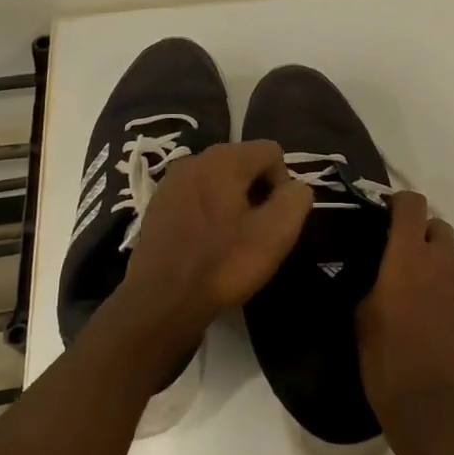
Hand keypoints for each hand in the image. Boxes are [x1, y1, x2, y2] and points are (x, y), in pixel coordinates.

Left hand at [123, 140, 312, 339]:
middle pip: (244, 162)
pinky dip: (208, 212)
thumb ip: (296, 198)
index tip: (275, 218)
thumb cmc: (223, 264)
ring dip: (232, 202)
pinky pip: (196, 197)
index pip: (271, 152)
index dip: (283, 183)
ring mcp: (171, 182)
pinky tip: (205, 244)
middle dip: (257, 191)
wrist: (160, 302)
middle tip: (257, 231)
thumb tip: (295, 187)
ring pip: (218, 180)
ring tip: (231, 239)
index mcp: (224, 159)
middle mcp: (194, 159)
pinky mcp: (157, 205)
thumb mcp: (276, 233)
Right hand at [358, 192, 453, 436]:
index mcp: (407, 257)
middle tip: (414, 273)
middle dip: (426, 242)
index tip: (393, 220)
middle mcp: (445, 260)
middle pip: (440, 229)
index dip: (402, 206)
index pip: (411, 204)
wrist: (437, 413)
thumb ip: (380, 282)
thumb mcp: (364, 318)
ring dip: (448, 278)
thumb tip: (389, 273)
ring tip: (438, 314)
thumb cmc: (388, 364)